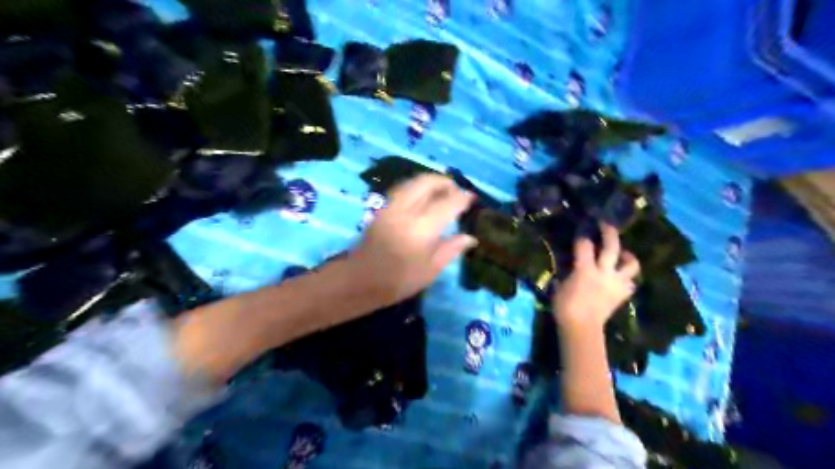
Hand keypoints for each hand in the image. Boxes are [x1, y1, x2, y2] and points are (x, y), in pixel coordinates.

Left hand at [351, 175, 475, 305]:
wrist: (359, 281)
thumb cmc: (397, 282)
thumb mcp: (430, 271)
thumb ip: (450, 249)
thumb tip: (470, 237)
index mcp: (421, 229)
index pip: (447, 203)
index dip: (462, 198)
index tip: (472, 199)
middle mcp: (405, 211)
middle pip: (428, 182)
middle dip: (446, 183)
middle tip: (457, 192)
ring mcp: (391, 207)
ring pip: (414, 182)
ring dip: (431, 182)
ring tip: (443, 192)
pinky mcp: (382, 208)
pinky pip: (404, 188)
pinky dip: (418, 187)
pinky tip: (424, 198)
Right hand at [553, 222, 641, 328]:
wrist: (581, 328)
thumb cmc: (564, 306)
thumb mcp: (559, 285)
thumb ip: (567, 270)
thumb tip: (569, 262)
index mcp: (585, 269)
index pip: (585, 245)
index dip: (583, 234)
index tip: (583, 225)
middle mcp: (604, 273)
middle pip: (612, 247)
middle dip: (609, 232)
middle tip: (606, 224)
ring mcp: (616, 284)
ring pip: (631, 264)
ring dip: (627, 256)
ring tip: (621, 254)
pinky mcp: (622, 295)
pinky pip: (630, 282)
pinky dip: (626, 278)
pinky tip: (619, 277)